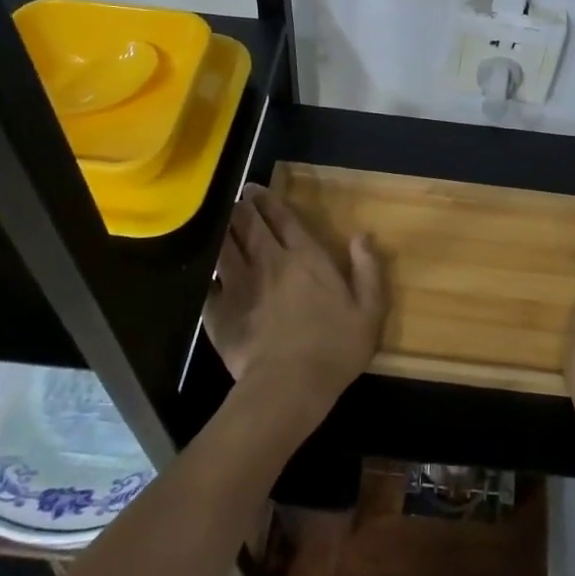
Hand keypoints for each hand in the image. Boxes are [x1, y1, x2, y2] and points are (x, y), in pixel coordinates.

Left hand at [205, 183, 384, 427]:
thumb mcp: (369, 310)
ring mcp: (239, 285)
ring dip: (223, 230)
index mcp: (305, 257)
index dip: (269, 201)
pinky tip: (204, 269)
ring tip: (220, 221)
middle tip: (238, 199)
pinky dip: (206, 271)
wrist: (288, 386)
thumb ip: (368, 269)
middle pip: (250, 225)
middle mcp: (269, 261)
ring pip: (225, 246)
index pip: (283, 218)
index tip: (256, 189)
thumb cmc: (334, 347)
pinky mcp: (219, 312)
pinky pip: (208, 283)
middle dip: (243, 207)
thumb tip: (362, 236)